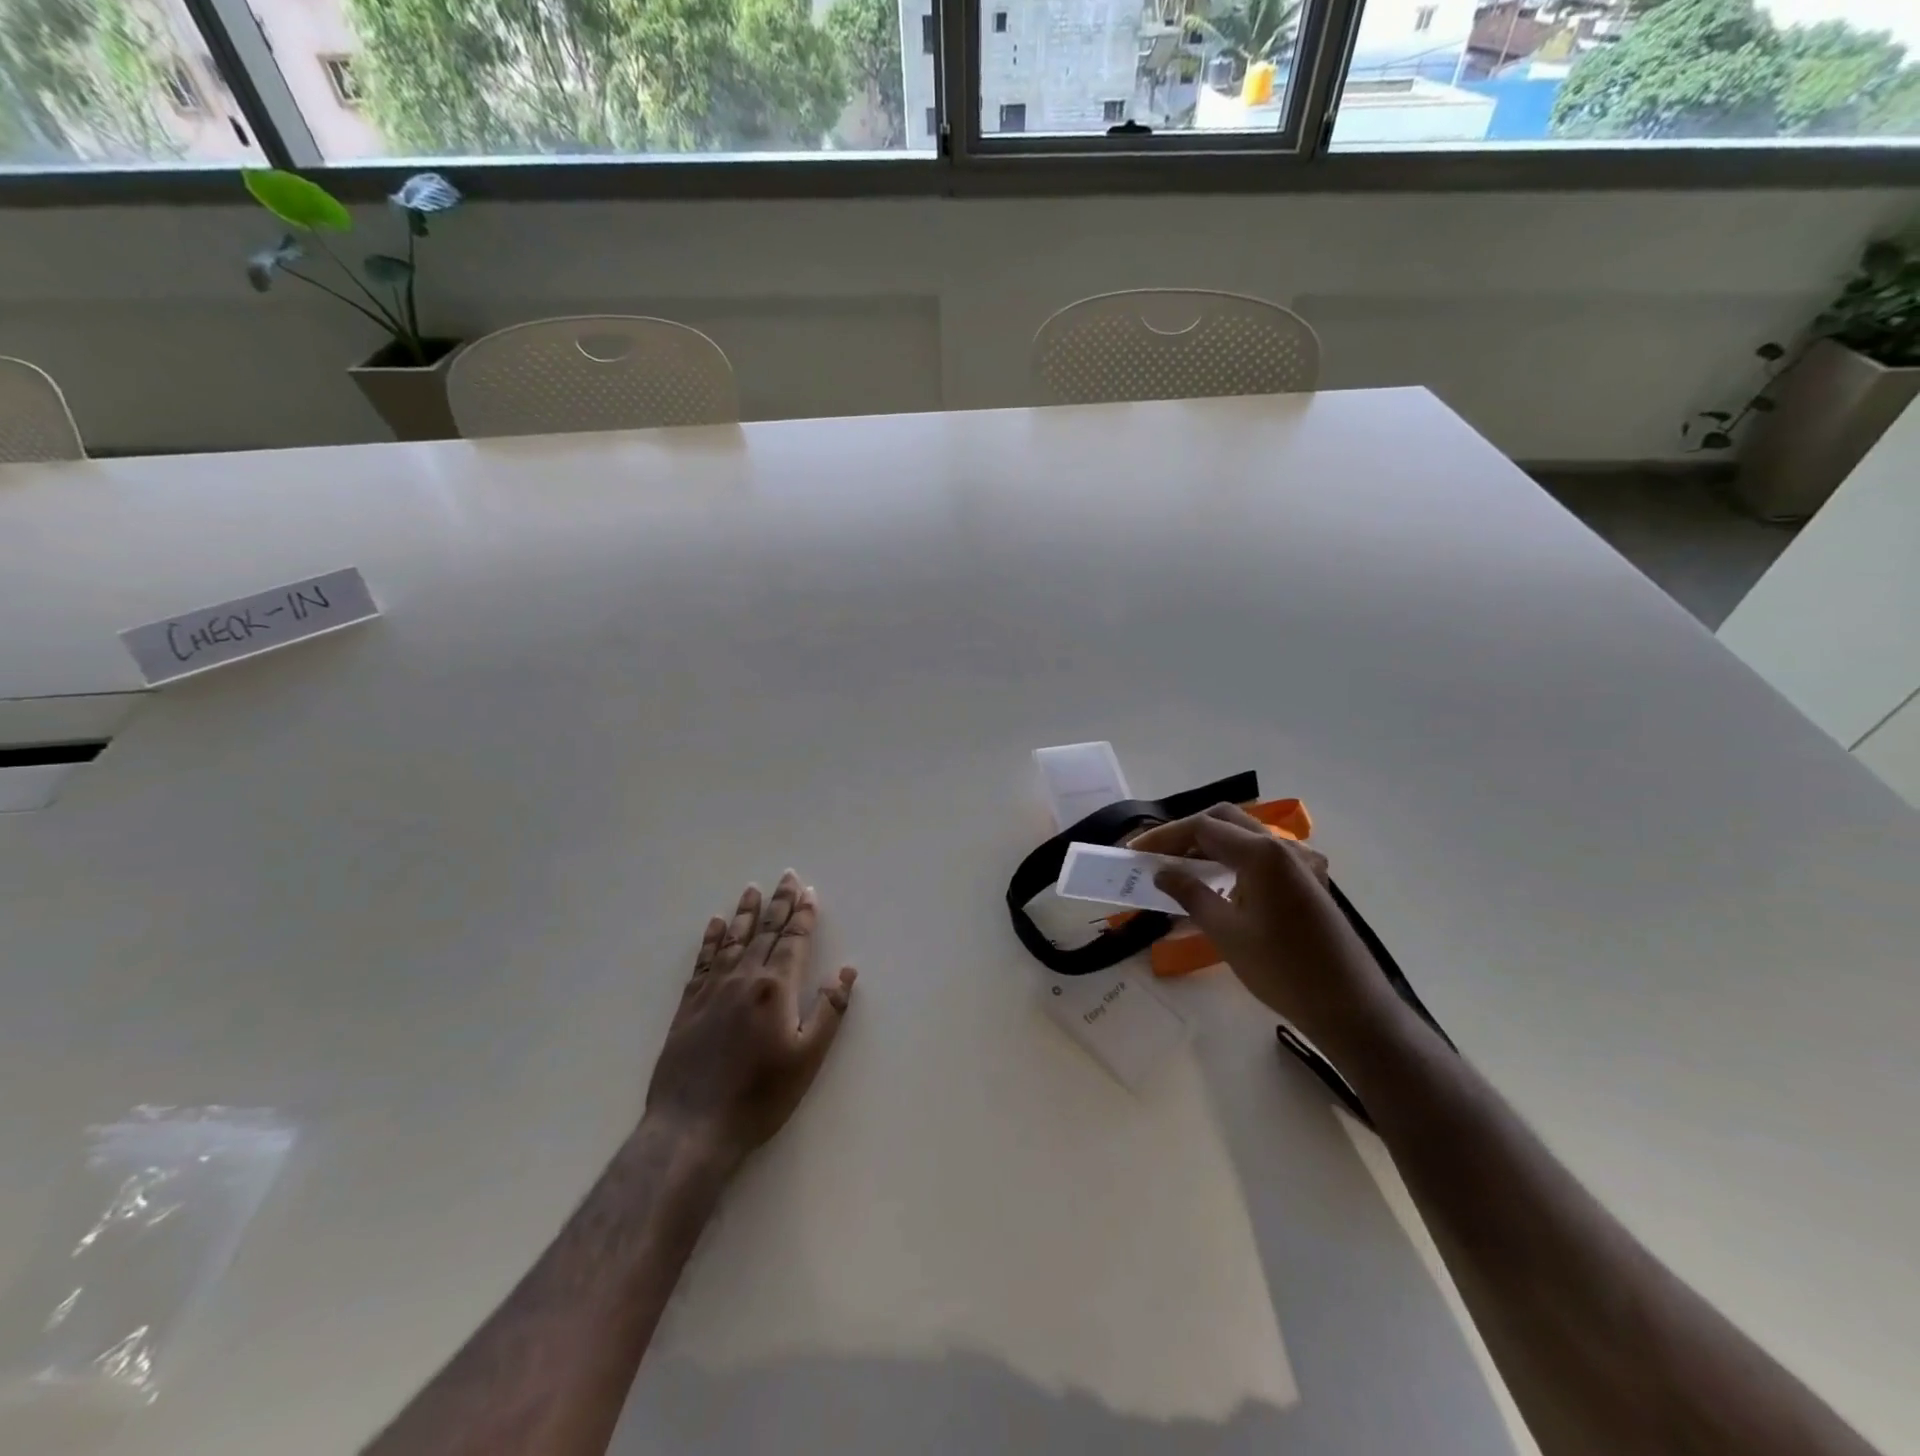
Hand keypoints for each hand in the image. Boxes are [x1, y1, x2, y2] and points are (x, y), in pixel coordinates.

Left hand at [645, 870, 856, 1160]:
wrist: (692, 1127)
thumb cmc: (760, 1097)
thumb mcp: (808, 1059)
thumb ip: (829, 1012)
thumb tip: (846, 972)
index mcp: (775, 988)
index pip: (793, 941)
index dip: (803, 915)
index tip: (809, 892)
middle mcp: (744, 978)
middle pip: (764, 931)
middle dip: (779, 903)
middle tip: (786, 876)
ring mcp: (712, 990)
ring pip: (733, 940)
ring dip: (745, 912)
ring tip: (752, 889)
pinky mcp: (688, 1006)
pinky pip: (703, 960)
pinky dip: (711, 939)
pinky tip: (714, 924)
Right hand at [1129, 806, 1400, 1060]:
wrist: (1350, 1007)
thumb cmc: (1283, 971)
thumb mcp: (1226, 934)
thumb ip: (1191, 895)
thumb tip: (1161, 873)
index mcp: (1261, 853)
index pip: (1202, 827)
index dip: (1164, 837)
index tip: (1134, 851)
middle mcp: (1281, 847)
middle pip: (1224, 821)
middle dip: (1186, 833)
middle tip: (1156, 855)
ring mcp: (1298, 863)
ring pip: (1244, 836)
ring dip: (1209, 845)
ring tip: (1178, 869)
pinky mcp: (1306, 882)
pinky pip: (1261, 856)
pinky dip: (1232, 859)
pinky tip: (1217, 884)